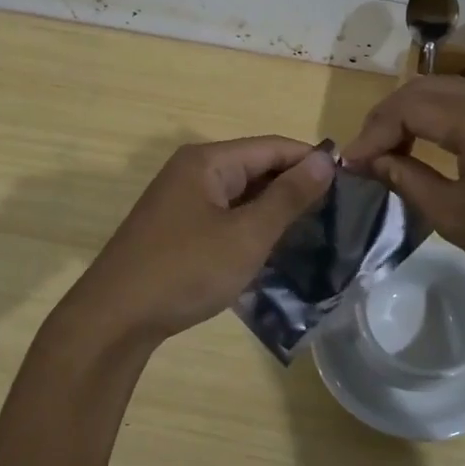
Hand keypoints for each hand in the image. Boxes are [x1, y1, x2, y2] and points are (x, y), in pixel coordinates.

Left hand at [51, 137, 333, 349]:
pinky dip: (250, 225)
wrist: (114, 318)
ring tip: (314, 230)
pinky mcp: (176, 227)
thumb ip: (288, 196)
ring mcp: (180, 200)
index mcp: (207, 161)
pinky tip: (272, 246)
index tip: (350, 182)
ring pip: (240, 194)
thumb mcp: (246, 235)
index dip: (311, 160)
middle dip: (293, 185)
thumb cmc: (185, 270)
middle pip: (255, 167)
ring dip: (273, 208)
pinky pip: (224, 214)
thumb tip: (325, 159)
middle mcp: (192, 171)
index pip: (272, 147)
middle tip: (337, 212)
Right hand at [341, 76, 464, 311]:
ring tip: (398, 150)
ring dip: (422, 115)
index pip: (408, 107)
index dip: (372, 132)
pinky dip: (453, 120)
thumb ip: (408, 178)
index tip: (351, 163)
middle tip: (369, 152)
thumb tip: (371, 161)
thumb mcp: (457, 216)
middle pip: (430, 88)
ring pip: (458, 93)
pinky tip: (442, 148)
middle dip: (392, 116)